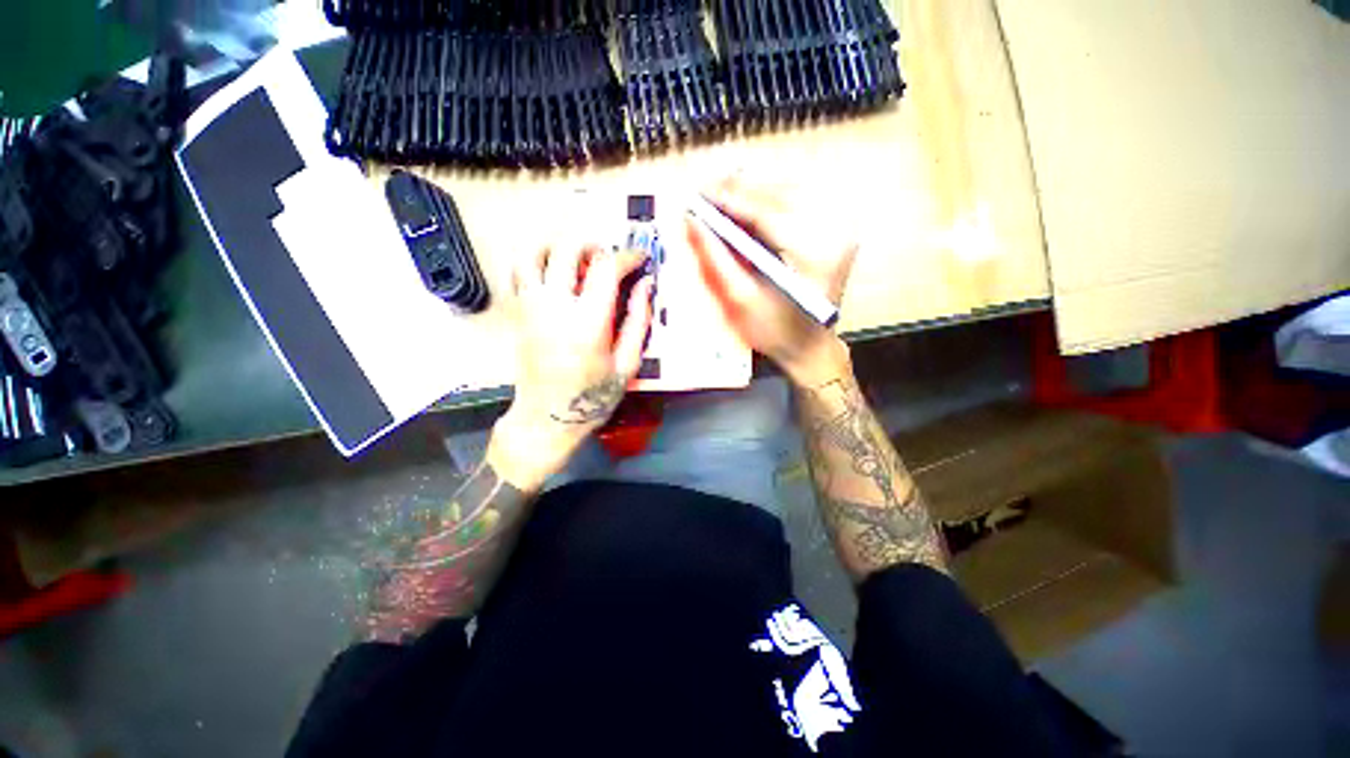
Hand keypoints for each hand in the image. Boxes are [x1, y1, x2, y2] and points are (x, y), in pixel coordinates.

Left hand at [491, 242, 654, 491]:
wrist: (546, 418)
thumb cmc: (592, 396)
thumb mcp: (627, 365)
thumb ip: (637, 321)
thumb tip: (645, 286)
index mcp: (588, 322)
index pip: (606, 267)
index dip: (627, 256)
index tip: (639, 259)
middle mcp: (555, 306)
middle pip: (567, 248)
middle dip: (593, 245)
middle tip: (608, 259)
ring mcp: (531, 307)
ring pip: (535, 252)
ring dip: (559, 247)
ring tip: (578, 261)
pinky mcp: (518, 313)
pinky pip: (518, 271)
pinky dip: (536, 261)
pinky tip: (554, 275)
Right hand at [686, 176, 857, 386]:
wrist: (810, 345)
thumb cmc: (776, 332)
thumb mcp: (741, 300)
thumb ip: (717, 259)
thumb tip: (693, 222)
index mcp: (815, 254)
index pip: (767, 214)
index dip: (730, 200)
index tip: (697, 194)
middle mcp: (835, 231)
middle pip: (780, 195)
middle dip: (739, 190)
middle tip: (703, 191)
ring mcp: (840, 226)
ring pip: (788, 192)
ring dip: (752, 191)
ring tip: (719, 195)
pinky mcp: (836, 227)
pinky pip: (797, 201)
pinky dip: (768, 200)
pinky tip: (746, 204)